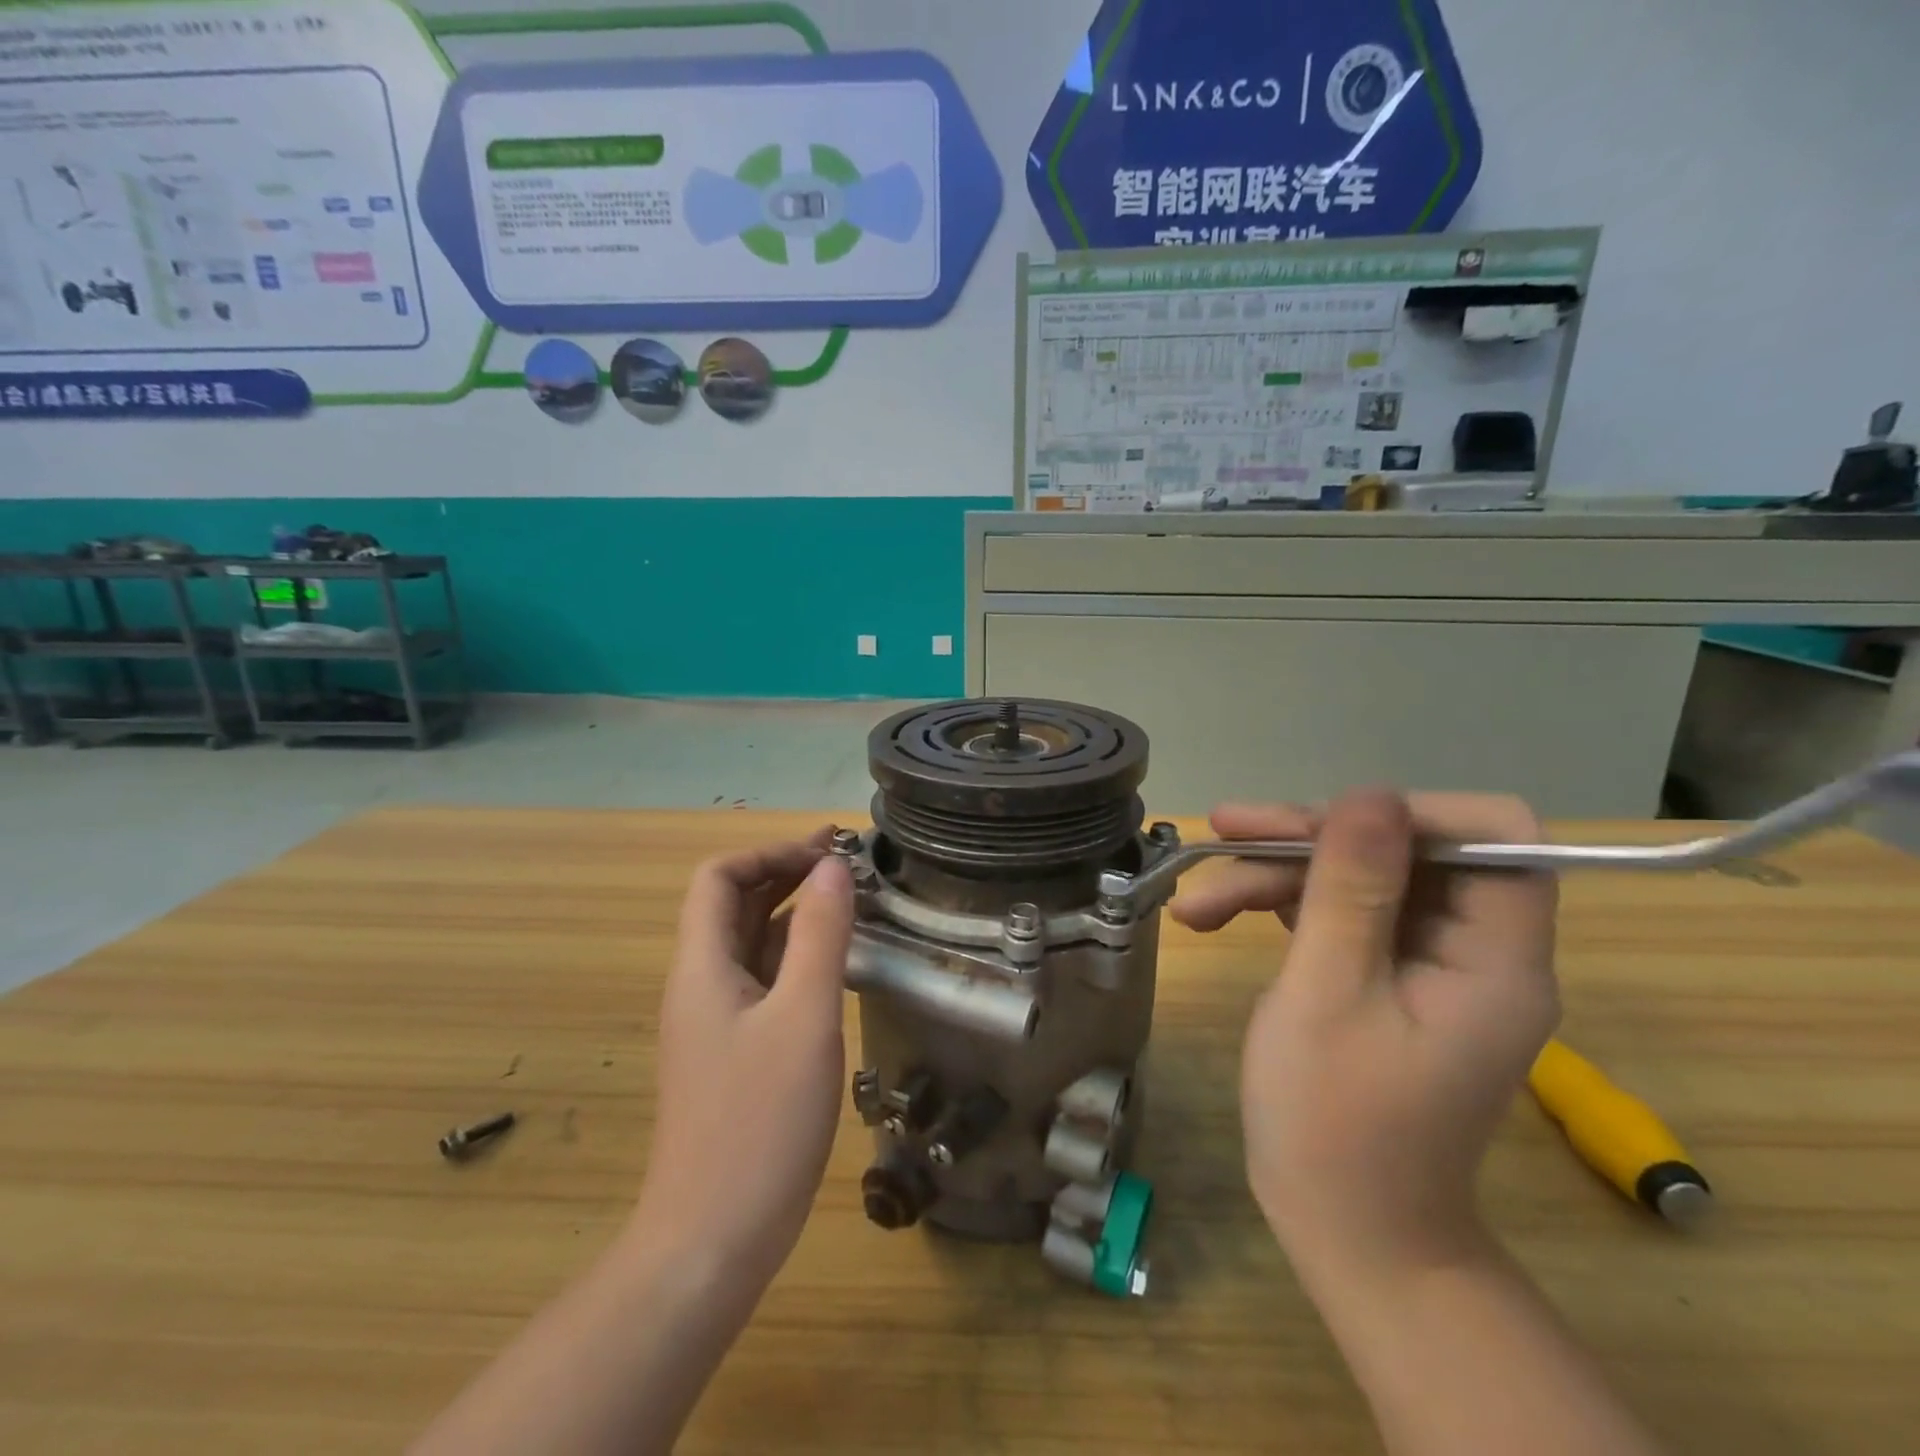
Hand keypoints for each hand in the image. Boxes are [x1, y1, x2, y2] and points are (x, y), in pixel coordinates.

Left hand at [632, 834, 854, 1291]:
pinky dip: (797, 956)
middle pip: (734, 906)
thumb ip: (821, 937)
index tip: (826, 853)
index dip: (769, 853)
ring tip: (849, 903)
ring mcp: (716, 1021)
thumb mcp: (803, 1018)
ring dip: (794, 914)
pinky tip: (836, 964)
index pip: (719, 878)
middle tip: (847, 865)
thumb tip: (834, 867)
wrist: (711, 1242)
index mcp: (703, 966)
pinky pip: (763, 981)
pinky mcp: (735, 1053)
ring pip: (751, 944)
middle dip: (786, 874)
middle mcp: (702, 984)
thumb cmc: (759, 1123)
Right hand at [1172, 790, 1558, 1275]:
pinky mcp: (1387, 975)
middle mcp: (1474, 950)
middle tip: (1225, 833)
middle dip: (1309, 841)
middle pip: (1403, 851)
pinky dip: (1279, 907)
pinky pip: (1340, 913)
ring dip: (1276, 875)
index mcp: (1494, 958)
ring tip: (1198, 898)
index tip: (1326, 826)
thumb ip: (1350, 889)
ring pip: (1358, 878)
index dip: (1411, 813)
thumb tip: (1368, 794)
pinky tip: (1215, 915)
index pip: (1492, 837)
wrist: (1343, 1228)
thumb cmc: (1334, 1123)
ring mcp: (1429, 963)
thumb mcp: (1328, 994)